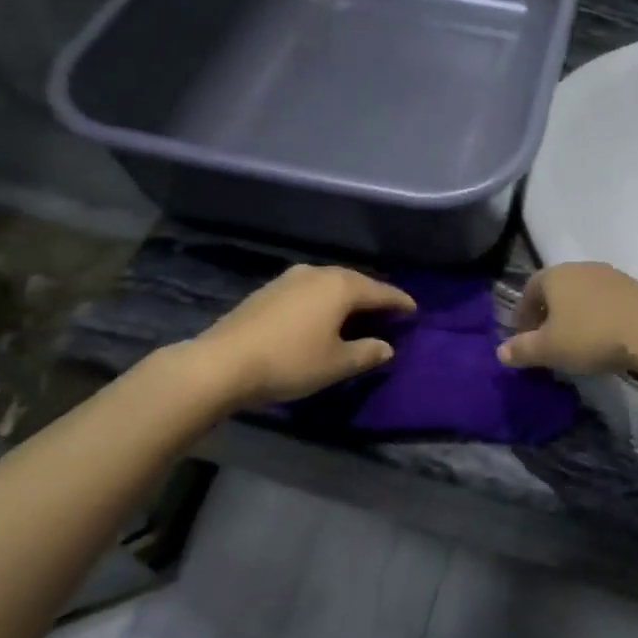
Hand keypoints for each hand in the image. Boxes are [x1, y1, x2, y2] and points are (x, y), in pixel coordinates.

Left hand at [191, 265, 415, 405]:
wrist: (223, 362)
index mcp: (341, 286)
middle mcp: (319, 273)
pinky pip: (309, 290)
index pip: (381, 291)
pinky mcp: (269, 290)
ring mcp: (290, 278)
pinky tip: (321, 315)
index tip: (414, 310)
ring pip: (330, 283)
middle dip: (373, 296)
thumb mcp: (336, 364)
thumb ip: (366, 353)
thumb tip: (387, 347)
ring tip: (356, 313)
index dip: (400, 302)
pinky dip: (323, 300)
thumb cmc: (290, 361)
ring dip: (346, 297)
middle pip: (355, 281)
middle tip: (388, 311)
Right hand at [496, 262, 637, 375]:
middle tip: (546, 340)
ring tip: (575, 340)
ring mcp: (609, 275)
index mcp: (554, 275)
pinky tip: (601, 336)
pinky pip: (604, 300)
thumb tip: (500, 352)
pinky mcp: (632, 287)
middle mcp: (579, 268)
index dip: (522, 313)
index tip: (523, 337)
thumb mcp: (549, 348)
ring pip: (581, 293)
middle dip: (547, 312)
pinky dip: (596, 315)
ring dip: (574, 314)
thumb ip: (522, 349)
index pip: (529, 289)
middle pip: (556, 289)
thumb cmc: (590, 335)